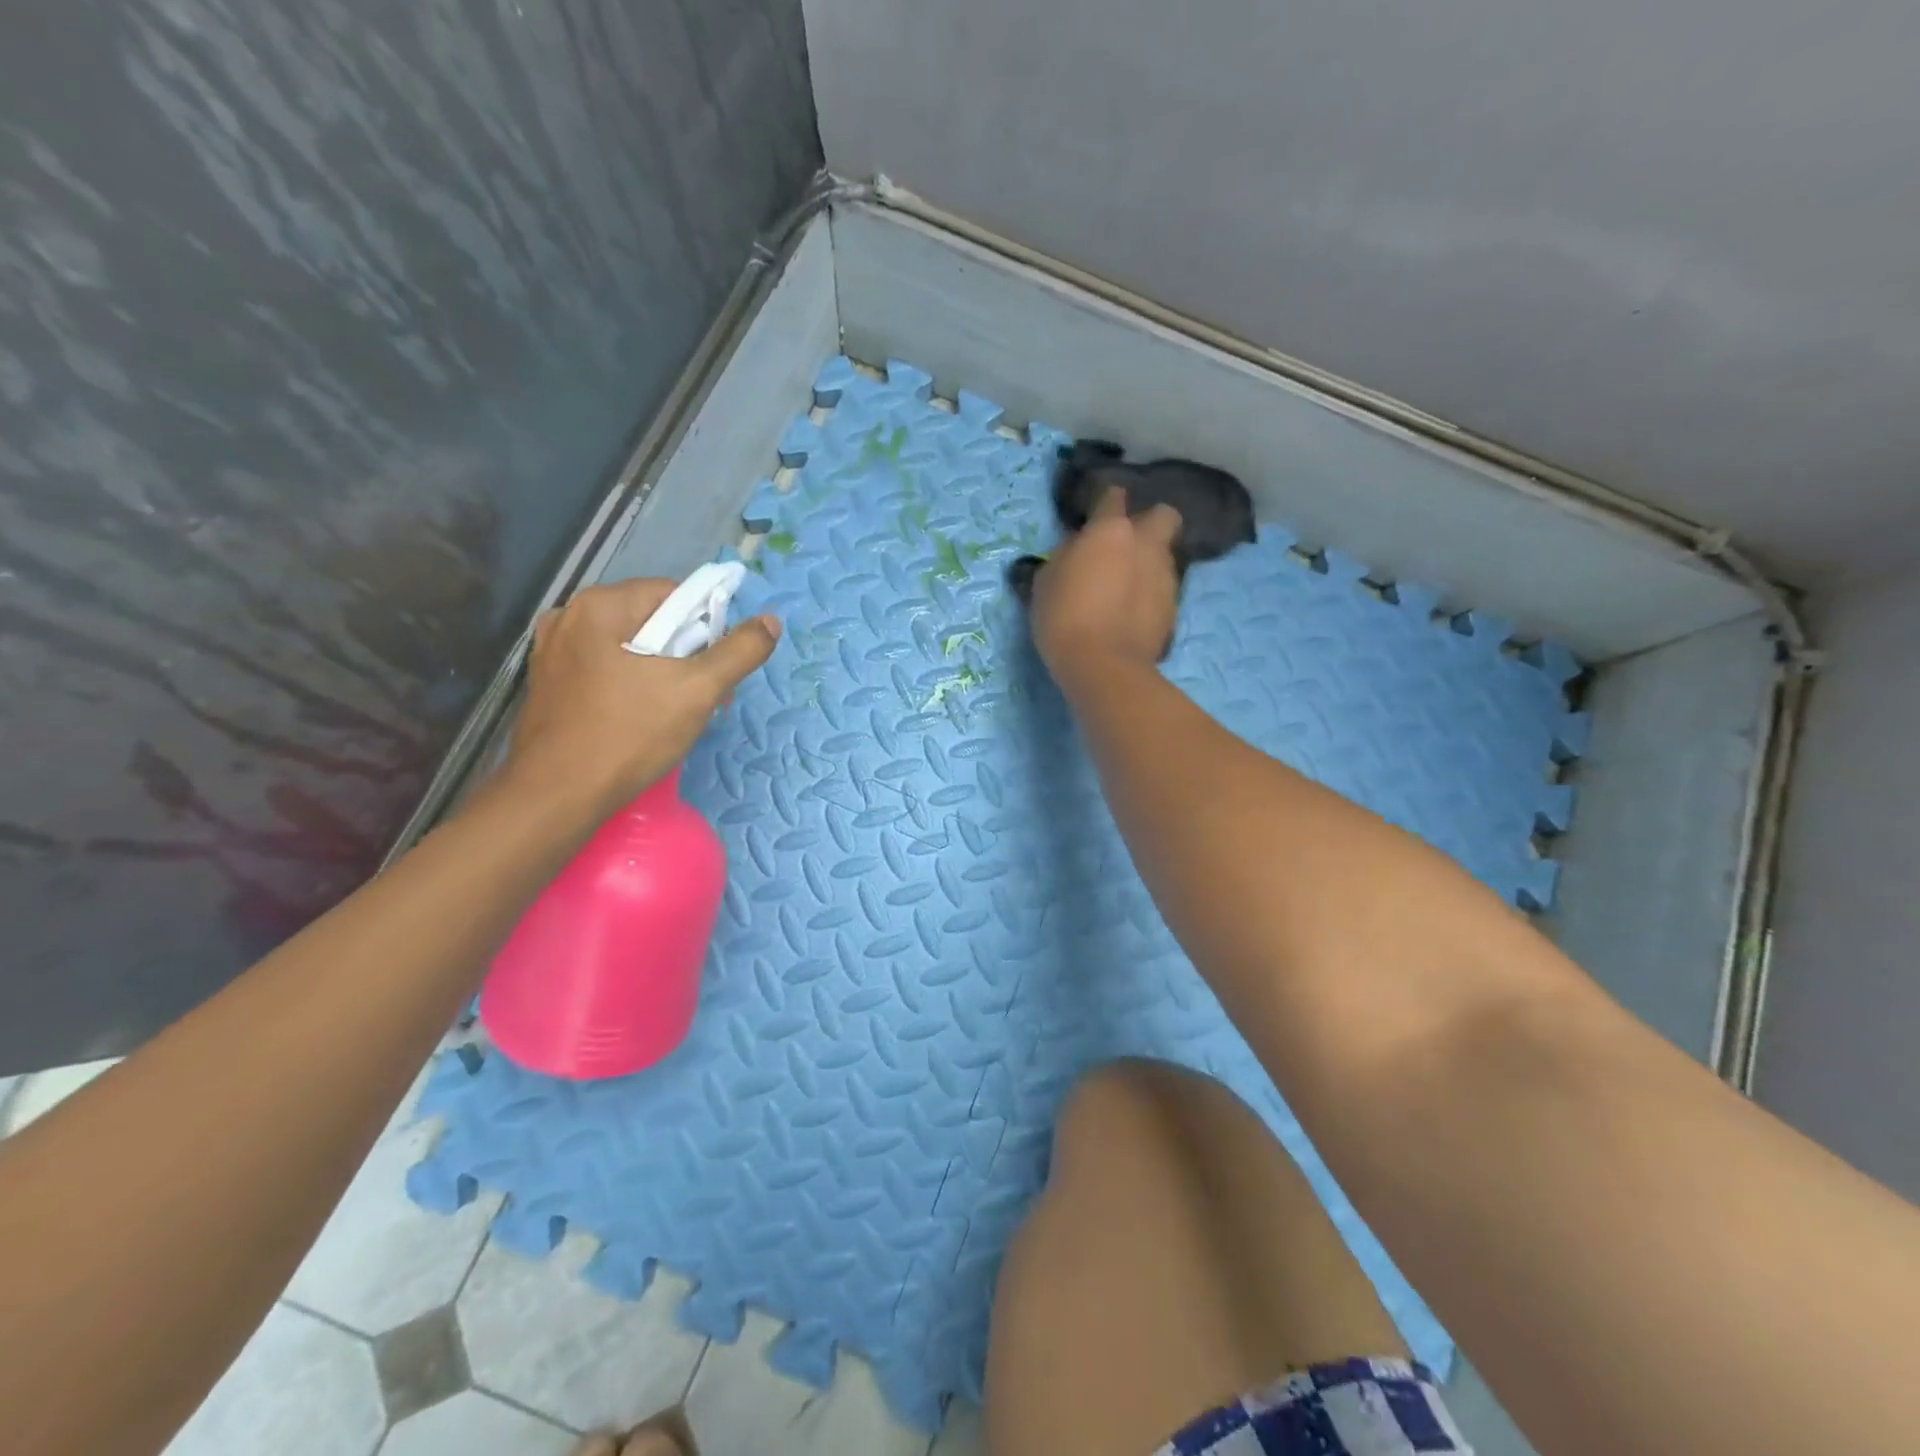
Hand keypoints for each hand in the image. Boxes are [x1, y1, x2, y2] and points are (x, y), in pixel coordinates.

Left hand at [502, 578, 780, 817]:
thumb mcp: (697, 691)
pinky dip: (632, 687)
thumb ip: (739, 652)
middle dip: (685, 655)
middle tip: (702, 697)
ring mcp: (553, 653)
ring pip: (630, 649)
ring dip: (662, 674)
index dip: (706, 629)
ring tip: (674, 713)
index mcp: (600, 606)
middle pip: (652, 621)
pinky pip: (606, 671)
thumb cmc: (629, 735)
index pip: (674, 595)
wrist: (557, 797)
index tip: (714, 670)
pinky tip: (641, 720)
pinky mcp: (549, 685)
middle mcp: (569, 617)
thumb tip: (771, 622)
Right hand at [1029, 487, 1182, 680]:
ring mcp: (1165, 575)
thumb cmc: (1064, 618)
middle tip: (1126, 546)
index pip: (1114, 495)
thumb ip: (1066, 555)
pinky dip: (1151, 595)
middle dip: (1149, 523)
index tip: (1093, 517)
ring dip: (1148, 563)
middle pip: (1164, 515)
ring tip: (1126, 588)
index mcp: (1111, 530)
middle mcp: (1146, 544)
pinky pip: (1163, 588)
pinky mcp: (1174, 607)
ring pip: (1164, 554)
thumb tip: (1077, 549)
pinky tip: (1132, 613)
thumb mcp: (1046, 581)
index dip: (1105, 503)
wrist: (1103, 666)